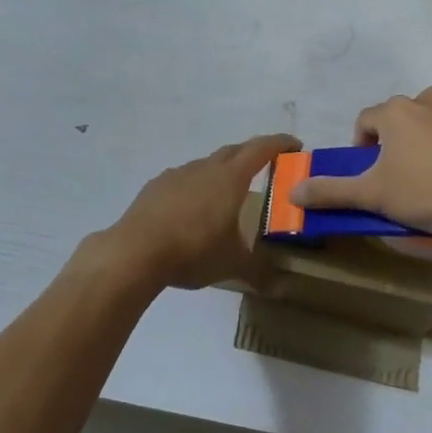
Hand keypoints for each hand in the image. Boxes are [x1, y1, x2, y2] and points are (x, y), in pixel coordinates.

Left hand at [92, 134, 299, 289]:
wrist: (135, 251)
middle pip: (234, 151)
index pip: (262, 149)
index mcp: (230, 178)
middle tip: (267, 166)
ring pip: (206, 165)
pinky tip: (192, 209)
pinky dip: (195, 186)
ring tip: (227, 194)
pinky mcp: (155, 186)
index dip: (280, 143)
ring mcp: (177, 174)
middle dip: (253, 154)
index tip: (295, 145)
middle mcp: (205, 168)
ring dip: (221, 171)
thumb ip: (259, 272)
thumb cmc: (194, 250)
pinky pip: (183, 179)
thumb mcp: (232, 264)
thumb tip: (282, 288)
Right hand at [290, 87, 431, 239]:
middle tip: (406, 178)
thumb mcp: (374, 196)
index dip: (363, 148)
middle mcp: (429, 98)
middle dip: (400, 143)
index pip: (365, 122)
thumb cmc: (430, 194)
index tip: (372, 176)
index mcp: (395, 112)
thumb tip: (292, 191)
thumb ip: (331, 191)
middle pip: (402, 119)